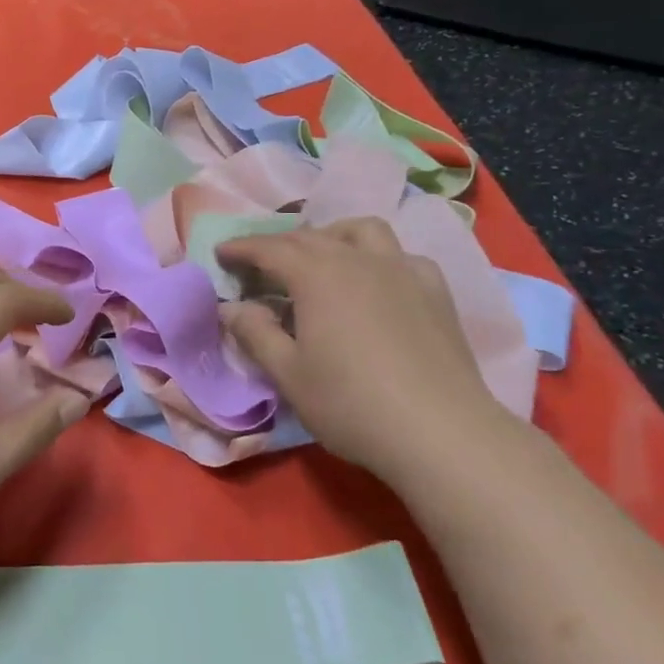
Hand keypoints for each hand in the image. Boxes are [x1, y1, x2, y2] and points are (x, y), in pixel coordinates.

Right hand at [219, 219, 505, 478]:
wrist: (442, 433)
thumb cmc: (351, 404)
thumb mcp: (288, 373)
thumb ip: (255, 333)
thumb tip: (231, 307)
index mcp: (317, 275)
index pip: (269, 248)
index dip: (241, 248)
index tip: (221, 253)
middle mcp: (358, 260)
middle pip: (310, 236)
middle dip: (278, 244)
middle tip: (259, 266)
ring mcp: (402, 271)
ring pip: (362, 231)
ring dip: (332, 236)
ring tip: (320, 260)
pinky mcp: (435, 291)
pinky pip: (400, 256)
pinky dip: (377, 259)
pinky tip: (376, 284)